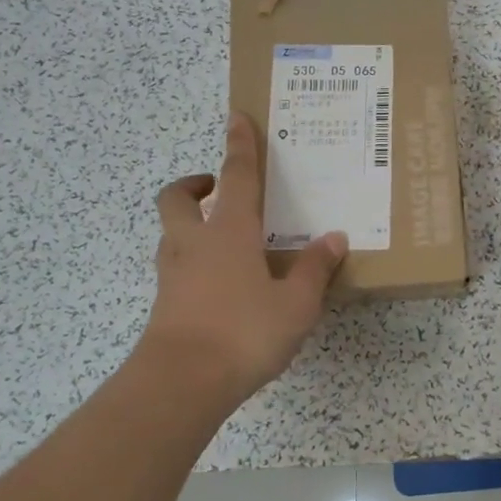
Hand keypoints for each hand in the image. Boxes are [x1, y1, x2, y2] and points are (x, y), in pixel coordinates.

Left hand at [140, 114, 346, 408]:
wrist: (180, 384)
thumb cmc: (243, 332)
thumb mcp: (295, 304)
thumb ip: (314, 269)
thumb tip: (334, 238)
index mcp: (229, 232)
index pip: (236, 176)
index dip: (239, 145)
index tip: (235, 117)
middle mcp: (195, 243)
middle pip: (177, 198)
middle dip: (193, 184)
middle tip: (215, 188)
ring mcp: (174, 274)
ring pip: (172, 233)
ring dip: (190, 224)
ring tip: (225, 239)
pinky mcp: (165, 303)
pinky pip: (177, 267)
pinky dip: (194, 262)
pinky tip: (222, 284)